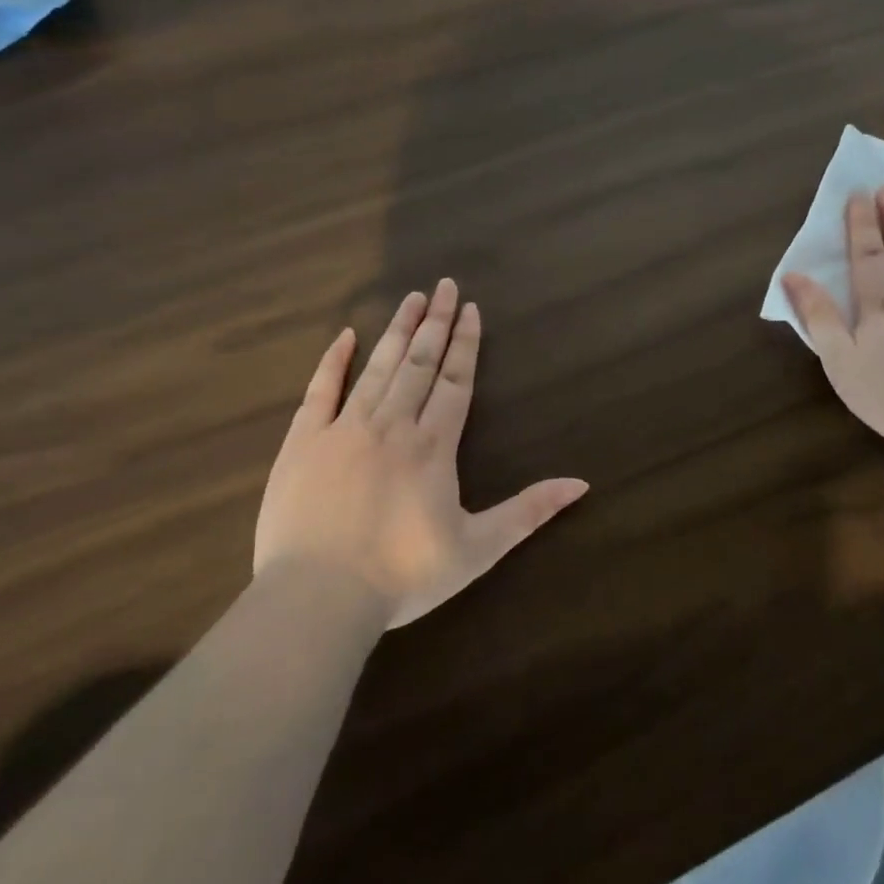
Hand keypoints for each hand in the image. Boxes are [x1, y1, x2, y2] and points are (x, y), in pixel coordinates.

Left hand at [255, 279, 587, 626]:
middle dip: (435, 322)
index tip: (470, 309)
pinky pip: (320, 391)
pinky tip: (345, 336)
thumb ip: (528, 511)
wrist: (317, 598)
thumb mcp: (478, 549)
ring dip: (397, 331)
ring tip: (411, 298)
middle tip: (444, 284)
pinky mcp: (302, 442)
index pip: (455, 381)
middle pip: (420, 363)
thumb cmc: (403, 575)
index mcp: (433, 445)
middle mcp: (392, 424)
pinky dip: (334, 361)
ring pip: (378, 367)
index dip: (465, 344)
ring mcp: (344, 429)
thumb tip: (581, 485)